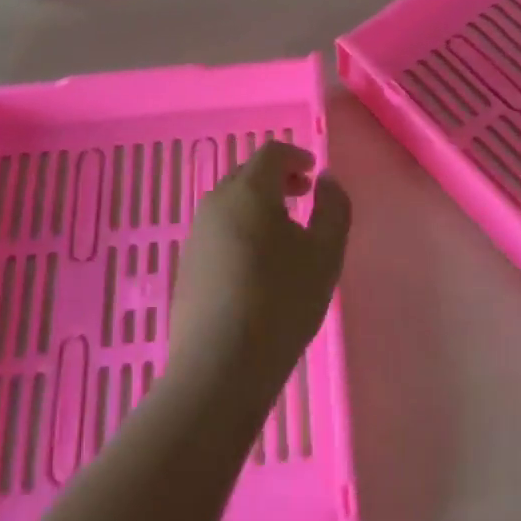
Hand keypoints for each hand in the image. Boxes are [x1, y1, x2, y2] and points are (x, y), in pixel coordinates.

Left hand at [172, 141, 350, 401]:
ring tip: (286, 233)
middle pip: (248, 175)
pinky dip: (243, 229)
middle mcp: (215, 204)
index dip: (296, 156)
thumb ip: (333, 207)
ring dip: (260, 205)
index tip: (314, 173)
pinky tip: (259, 265)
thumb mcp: (325, 252)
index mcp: (248, 191)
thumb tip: (325, 180)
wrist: (220, 367)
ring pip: (231, 204)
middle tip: (304, 196)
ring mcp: (196, 236)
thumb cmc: (281, 301)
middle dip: (278, 179)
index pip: (271, 153)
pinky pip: (220, 231)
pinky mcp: (187, 266)